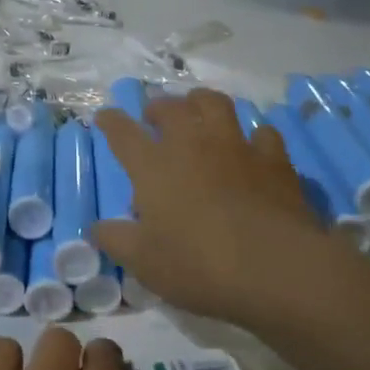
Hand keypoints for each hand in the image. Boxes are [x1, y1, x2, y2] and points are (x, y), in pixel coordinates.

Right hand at [95, 88, 334, 325]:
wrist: (274, 267)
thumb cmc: (199, 265)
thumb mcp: (145, 262)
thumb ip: (116, 240)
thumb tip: (95, 228)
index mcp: (154, 167)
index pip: (124, 133)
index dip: (112, 122)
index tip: (106, 116)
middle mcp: (192, 144)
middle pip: (171, 108)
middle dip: (159, 107)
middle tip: (155, 116)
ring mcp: (236, 147)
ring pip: (216, 104)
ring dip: (202, 102)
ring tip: (199, 109)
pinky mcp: (273, 159)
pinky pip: (263, 133)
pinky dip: (254, 137)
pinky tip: (253, 147)